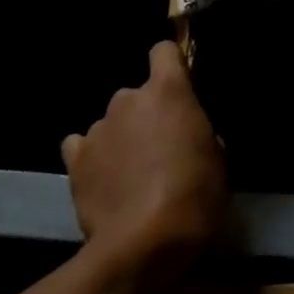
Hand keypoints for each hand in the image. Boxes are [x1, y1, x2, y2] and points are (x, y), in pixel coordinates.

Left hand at [63, 42, 227, 275]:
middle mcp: (127, 99)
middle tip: (162, 149)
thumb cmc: (195, 196)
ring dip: (122, 138)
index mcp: (168, 92)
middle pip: (137, 94)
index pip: (163, 51)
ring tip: (132, 175)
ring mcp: (97, 128)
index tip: (180, 86)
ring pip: (112, 123)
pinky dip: (95, 158)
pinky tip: (106, 181)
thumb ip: (200, 133)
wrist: (144, 242)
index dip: (172, 65)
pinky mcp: (75, 159)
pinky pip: (84, 147)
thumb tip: (189, 135)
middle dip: (148, 115)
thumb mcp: (218, 161)